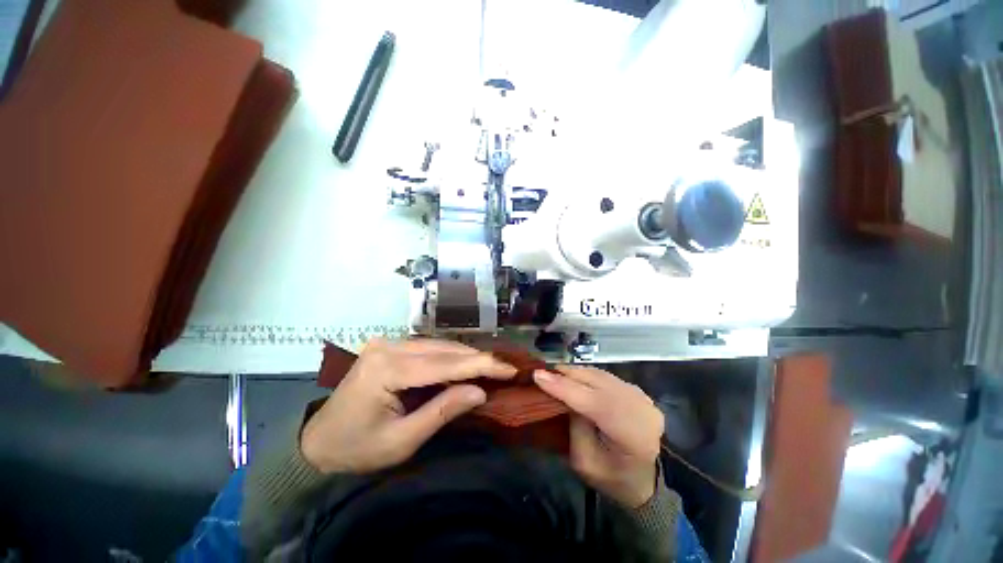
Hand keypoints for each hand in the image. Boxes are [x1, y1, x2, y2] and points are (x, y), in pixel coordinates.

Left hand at [301, 338, 516, 473]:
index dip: (481, 365)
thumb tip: (480, 391)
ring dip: (465, 356)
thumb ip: (442, 411)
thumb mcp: (402, 441)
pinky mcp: (388, 347)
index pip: (445, 363)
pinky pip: (428, 348)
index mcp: (386, 369)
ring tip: (489, 368)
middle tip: (504, 369)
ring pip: (438, 345)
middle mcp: (387, 346)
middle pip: (443, 349)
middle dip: (476, 358)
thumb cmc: (357, 450)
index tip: (509, 369)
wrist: (317, 445)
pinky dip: (449, 357)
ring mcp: (387, 343)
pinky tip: (464, 365)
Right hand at [534, 365, 663, 507]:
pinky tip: (573, 376)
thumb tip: (561, 394)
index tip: (538, 375)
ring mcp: (642, 397)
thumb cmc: (611, 478)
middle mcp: (642, 410)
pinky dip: (586, 375)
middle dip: (567, 375)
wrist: (644, 479)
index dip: (564, 387)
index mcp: (634, 436)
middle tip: (542, 372)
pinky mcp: (636, 391)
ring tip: (554, 373)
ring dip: (576, 373)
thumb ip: (574, 425)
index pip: (595, 403)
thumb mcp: (585, 461)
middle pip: (598, 383)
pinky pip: (605, 376)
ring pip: (601, 375)